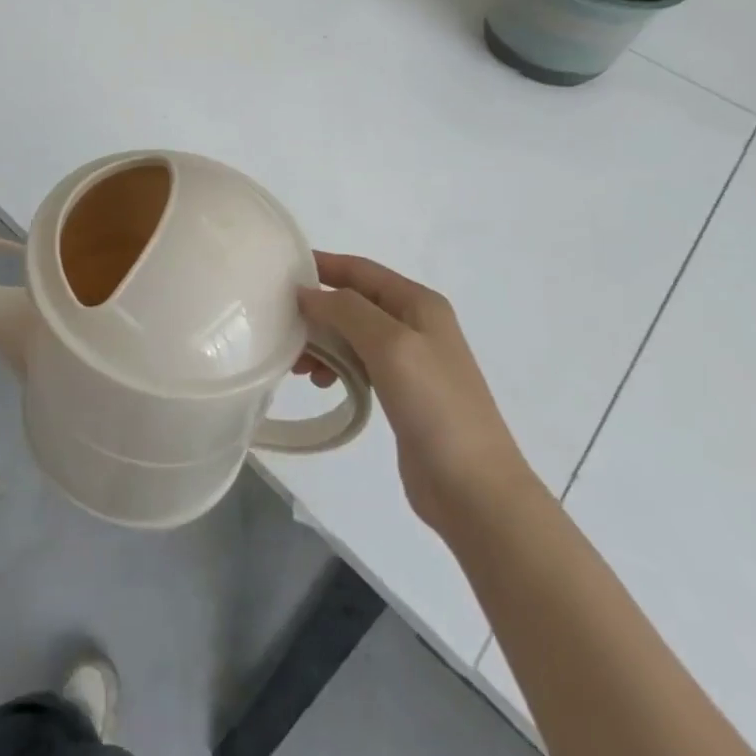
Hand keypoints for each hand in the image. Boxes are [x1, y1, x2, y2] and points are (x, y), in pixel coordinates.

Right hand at [299, 253, 540, 537]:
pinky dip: (335, 366)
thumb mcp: (389, 344)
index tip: (280, 271)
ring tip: (299, 366)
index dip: (322, 265)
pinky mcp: (402, 394)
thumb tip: (306, 293)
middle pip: (353, 302)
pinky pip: (358, 365)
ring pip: (352, 335)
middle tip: (283, 328)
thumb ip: (346, 310)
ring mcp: (410, 361)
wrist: (475, 490)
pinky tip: (321, 383)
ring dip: (323, 342)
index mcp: (419, 303)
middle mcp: (415, 325)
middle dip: (317, 310)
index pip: (360, 269)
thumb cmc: (435, 406)